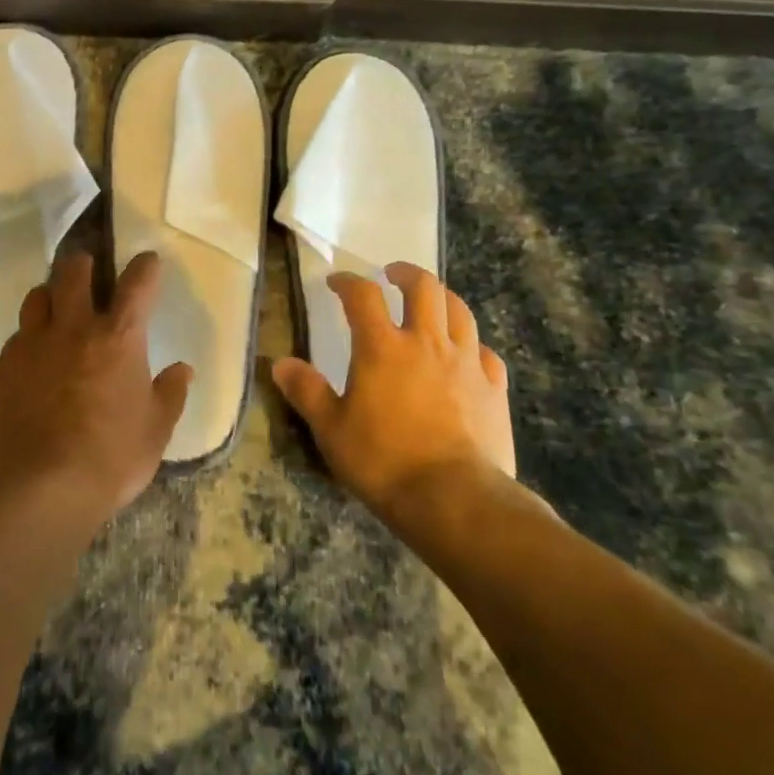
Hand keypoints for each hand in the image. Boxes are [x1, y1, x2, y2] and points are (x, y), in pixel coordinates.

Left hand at [0, 250, 190, 535]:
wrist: (33, 489)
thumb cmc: (107, 459)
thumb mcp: (154, 432)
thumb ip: (170, 395)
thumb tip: (183, 370)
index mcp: (118, 337)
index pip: (137, 283)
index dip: (145, 266)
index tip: (148, 261)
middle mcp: (74, 327)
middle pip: (74, 270)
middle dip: (85, 263)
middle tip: (91, 272)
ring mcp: (34, 343)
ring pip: (38, 294)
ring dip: (52, 294)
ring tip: (58, 310)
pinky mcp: (4, 366)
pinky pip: (18, 334)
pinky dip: (30, 336)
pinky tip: (35, 358)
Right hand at [271, 263, 520, 528]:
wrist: (455, 500)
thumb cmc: (384, 462)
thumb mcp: (331, 430)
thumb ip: (306, 391)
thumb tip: (279, 364)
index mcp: (382, 347)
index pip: (363, 295)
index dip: (348, 282)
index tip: (337, 282)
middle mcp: (426, 342)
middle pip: (423, 287)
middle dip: (406, 274)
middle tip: (393, 275)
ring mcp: (465, 363)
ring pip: (460, 311)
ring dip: (442, 299)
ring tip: (431, 303)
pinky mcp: (494, 388)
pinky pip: (486, 353)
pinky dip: (473, 346)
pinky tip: (467, 355)